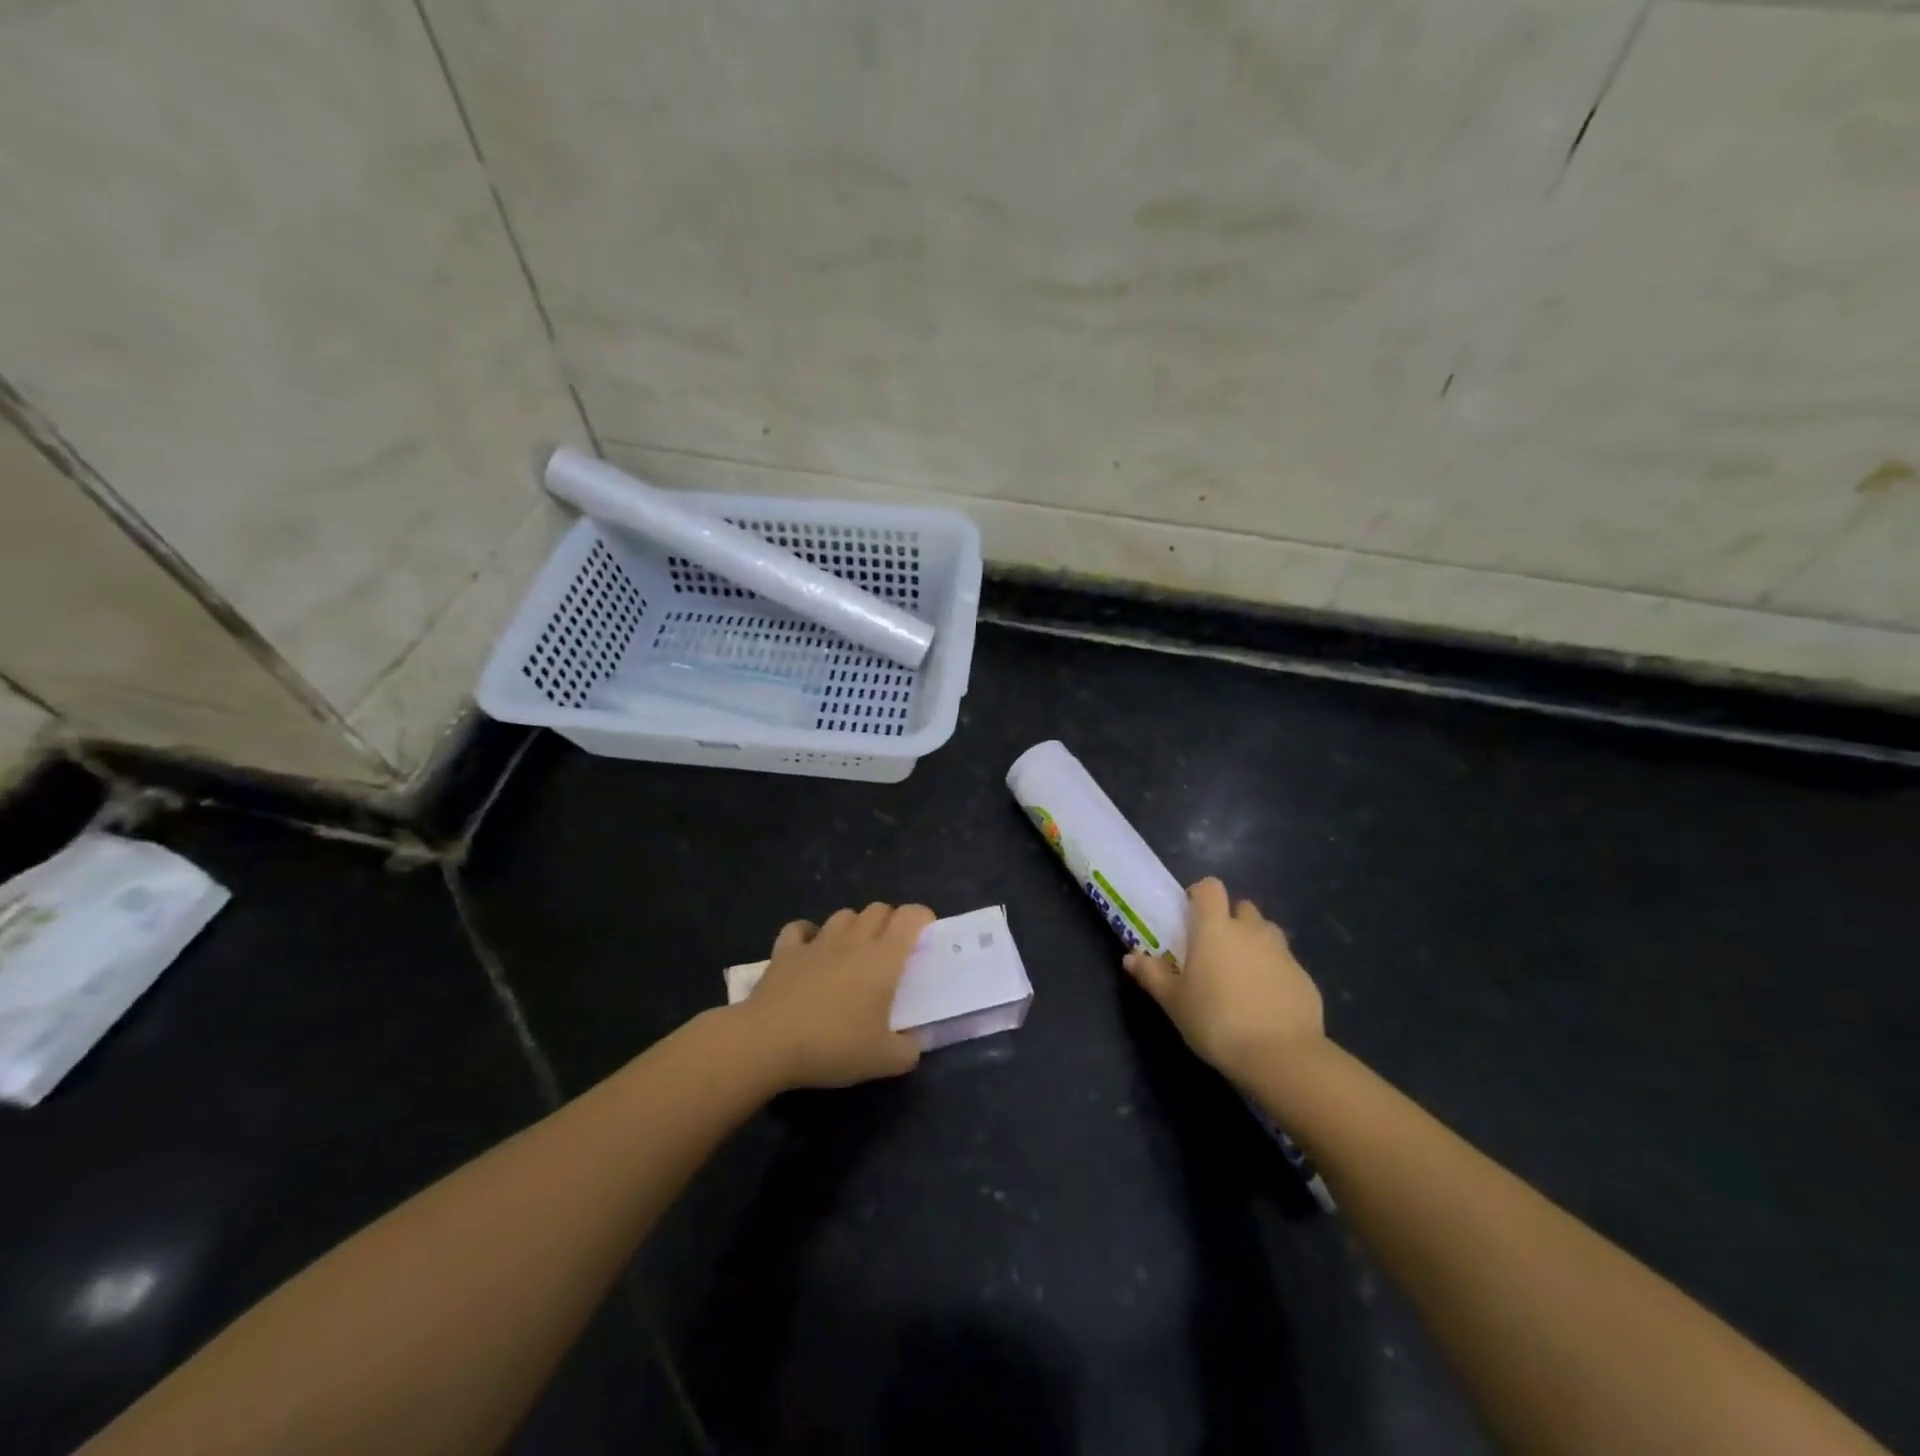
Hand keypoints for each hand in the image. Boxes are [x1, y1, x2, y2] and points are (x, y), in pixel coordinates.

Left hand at [737, 902, 934, 1088]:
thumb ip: (909, 1050)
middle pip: (878, 909)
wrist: (767, 1042)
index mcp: (884, 958)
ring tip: (854, 950)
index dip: (922, 918)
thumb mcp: (884, 1060)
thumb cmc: (834, 1045)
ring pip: (843, 915)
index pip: (910, 916)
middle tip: (892, 950)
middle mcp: (853, 940)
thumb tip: (916, 1042)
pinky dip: (809, 934)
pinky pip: (800, 928)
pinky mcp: (785, 951)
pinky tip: (810, 950)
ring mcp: (817, 942)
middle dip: (890, 921)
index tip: (926, 936)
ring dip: (854, 925)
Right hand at [1123, 878, 1324, 1084]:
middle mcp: (1250, 930)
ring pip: (1267, 932)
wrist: (1281, 1056)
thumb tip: (1131, 957)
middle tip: (1215, 949)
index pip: (1210, 888)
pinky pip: (1285, 963)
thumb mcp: (1174, 1002)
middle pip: (1242, 907)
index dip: (1200, 895)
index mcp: (1215, 928)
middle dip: (1230, 920)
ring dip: (1254, 942)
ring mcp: (1282, 952)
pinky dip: (1274, 972)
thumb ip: (1152, 975)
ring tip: (1242, 973)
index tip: (1191, 914)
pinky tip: (1265, 1001)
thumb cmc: (1216, 1021)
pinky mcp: (1304, 977)